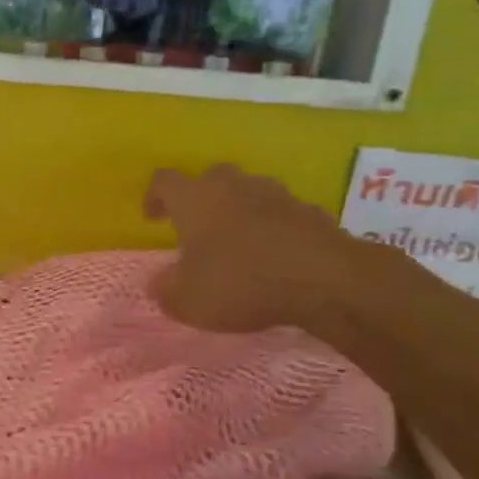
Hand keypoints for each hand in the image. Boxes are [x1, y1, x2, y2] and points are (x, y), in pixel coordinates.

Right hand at [144, 165, 372, 335]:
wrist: (325, 279)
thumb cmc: (241, 282)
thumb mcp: (189, 300)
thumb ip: (166, 291)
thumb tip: (158, 283)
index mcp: (194, 199)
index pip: (164, 181)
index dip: (154, 197)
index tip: (153, 218)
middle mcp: (231, 186)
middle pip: (209, 179)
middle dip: (200, 199)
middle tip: (197, 228)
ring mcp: (274, 194)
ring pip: (247, 192)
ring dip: (238, 210)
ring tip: (237, 243)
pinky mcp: (309, 210)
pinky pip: (281, 213)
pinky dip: (272, 227)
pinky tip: (274, 256)